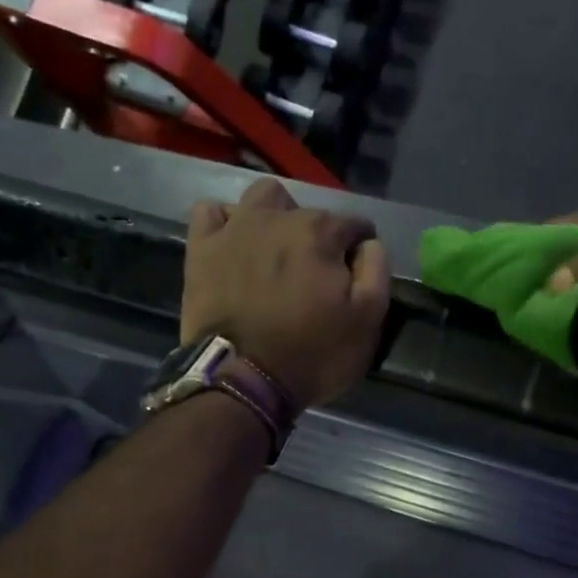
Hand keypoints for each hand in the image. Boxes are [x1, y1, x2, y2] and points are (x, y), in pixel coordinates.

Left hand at [183, 179, 390, 406]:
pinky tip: (235, 244)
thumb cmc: (313, 354)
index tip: (355, 277)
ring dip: (275, 216)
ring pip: (261, 198)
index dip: (360, 250)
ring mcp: (235, 230)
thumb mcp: (368, 321)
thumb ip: (376, 271)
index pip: (355, 225)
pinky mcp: (201, 249)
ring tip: (276, 251)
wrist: (243, 379)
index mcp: (320, 232)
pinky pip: (210, 212)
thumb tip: (369, 245)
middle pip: (309, 212)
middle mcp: (278, 218)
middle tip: (316, 275)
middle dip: (319, 236)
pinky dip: (226, 222)